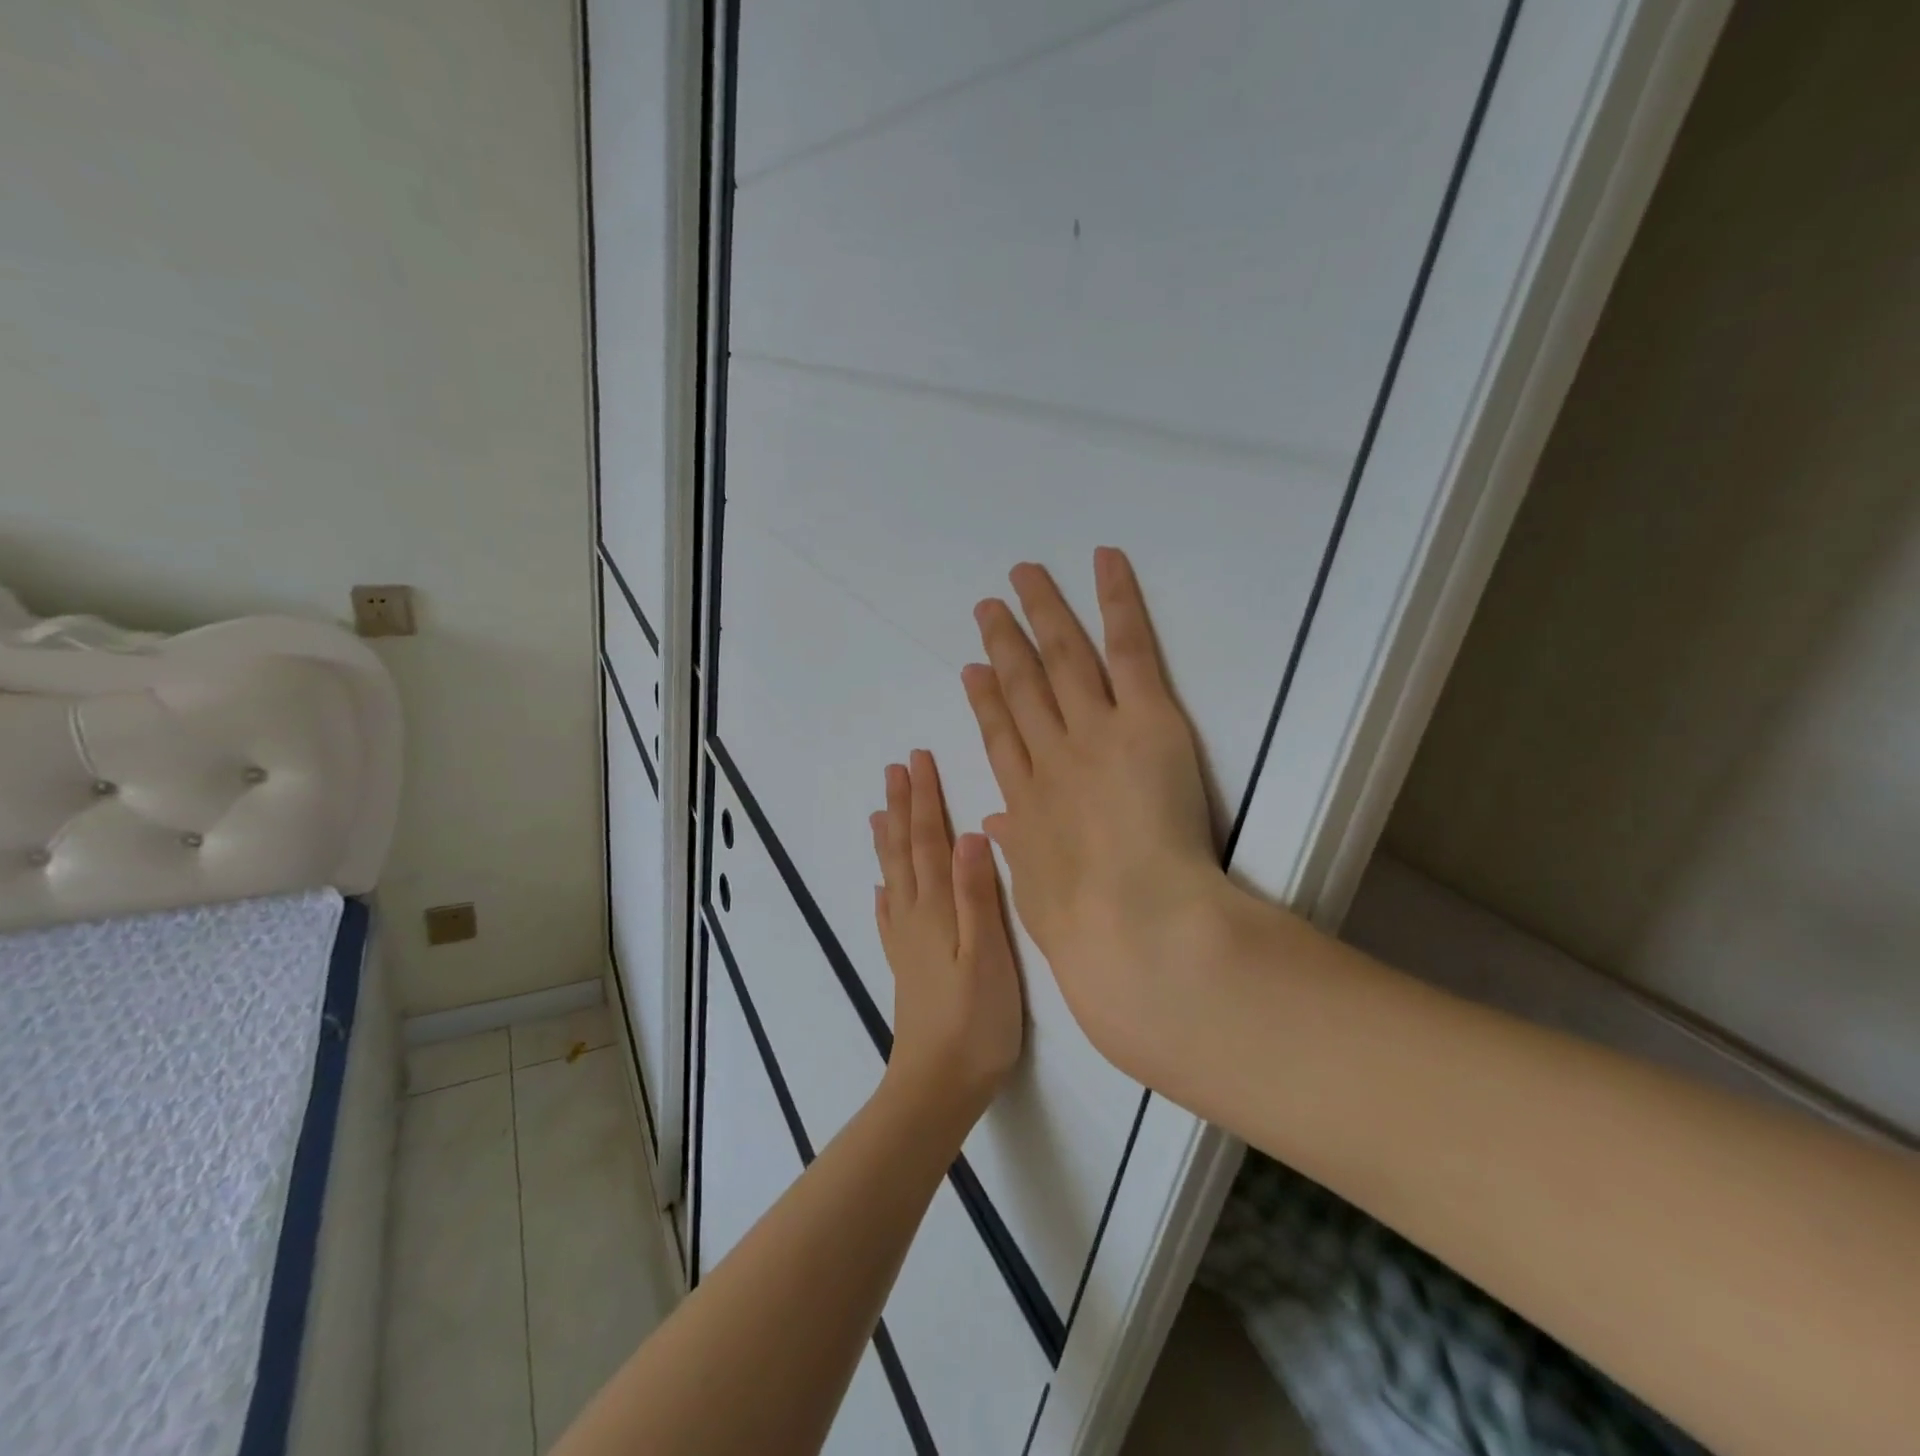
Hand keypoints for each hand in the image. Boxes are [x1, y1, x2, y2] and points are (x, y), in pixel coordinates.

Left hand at [870, 750, 1025, 1126]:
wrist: (937, 1085)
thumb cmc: (975, 1021)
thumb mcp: (988, 955)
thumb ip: (978, 895)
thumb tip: (971, 834)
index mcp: (937, 908)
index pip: (928, 840)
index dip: (924, 799)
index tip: (918, 760)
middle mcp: (914, 916)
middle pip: (904, 850)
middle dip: (903, 807)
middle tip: (895, 769)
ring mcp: (905, 942)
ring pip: (893, 877)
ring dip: (887, 840)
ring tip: (878, 811)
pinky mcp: (905, 966)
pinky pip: (889, 917)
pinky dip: (884, 894)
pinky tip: (880, 888)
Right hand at [962, 548, 1236, 1085]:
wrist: (1134, 926)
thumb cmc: (1084, 929)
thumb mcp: (1037, 896)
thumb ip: (1019, 853)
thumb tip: (997, 826)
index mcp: (1028, 801)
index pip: (1001, 737)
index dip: (985, 701)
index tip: (973, 671)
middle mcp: (1052, 755)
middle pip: (1022, 687)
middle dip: (1004, 644)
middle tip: (988, 607)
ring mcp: (1095, 730)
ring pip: (1064, 658)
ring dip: (1043, 614)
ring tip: (1024, 577)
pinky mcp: (1146, 718)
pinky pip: (1129, 649)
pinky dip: (1116, 602)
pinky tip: (1104, 563)